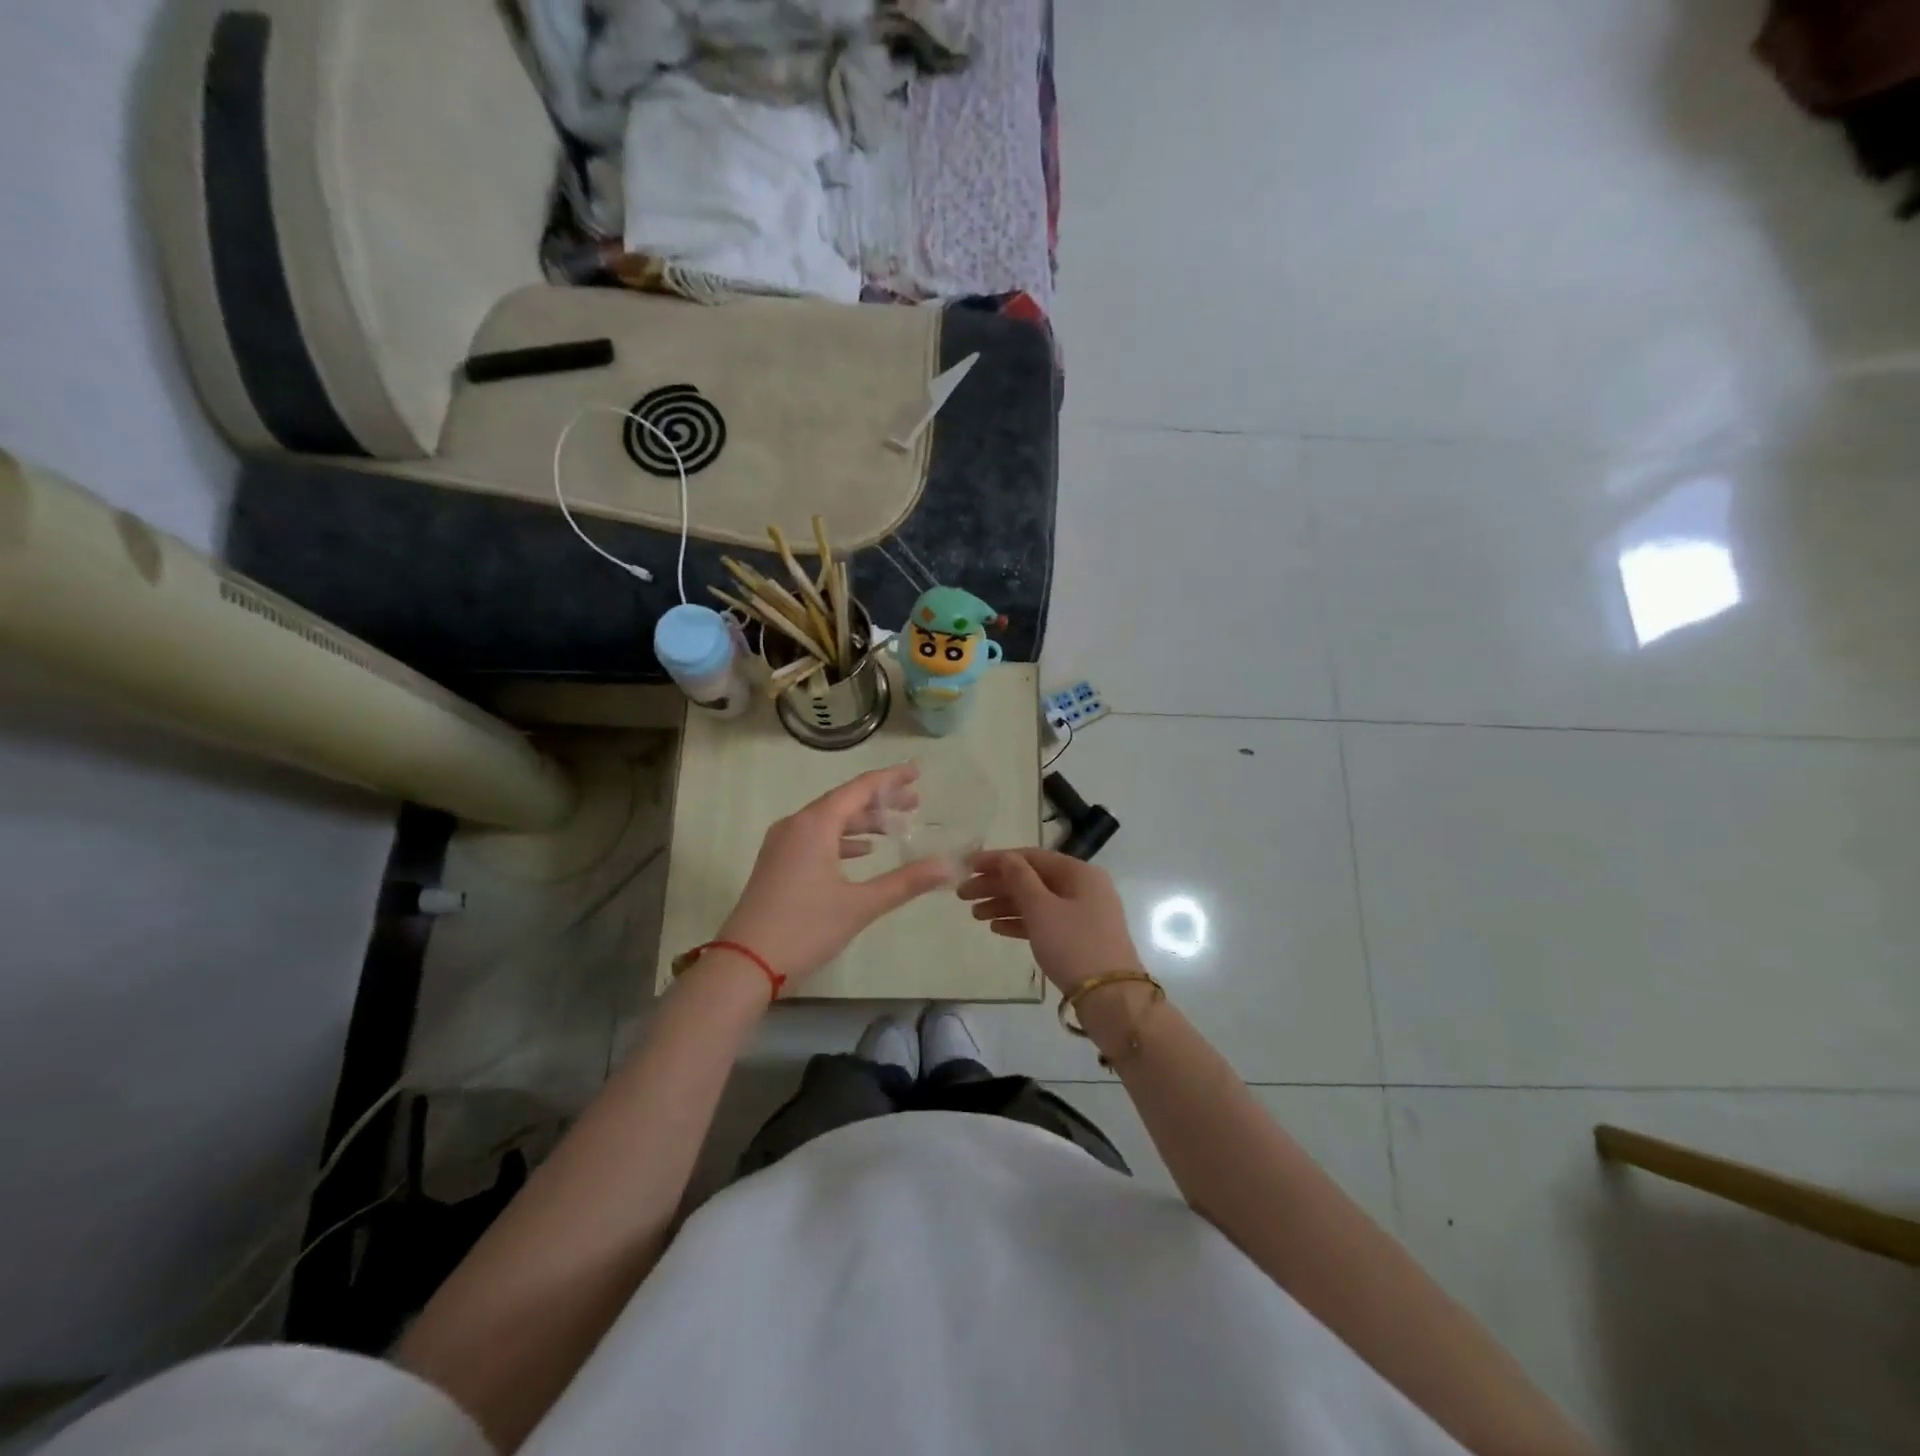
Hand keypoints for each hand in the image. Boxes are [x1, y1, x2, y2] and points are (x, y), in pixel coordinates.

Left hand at [717, 765, 951, 987]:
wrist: (745, 963)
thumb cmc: (805, 927)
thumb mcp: (861, 904)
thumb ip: (906, 882)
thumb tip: (948, 866)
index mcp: (815, 824)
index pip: (860, 788)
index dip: (890, 778)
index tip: (916, 772)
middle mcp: (796, 824)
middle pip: (844, 801)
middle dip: (881, 801)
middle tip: (915, 804)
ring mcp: (782, 843)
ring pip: (829, 820)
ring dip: (862, 822)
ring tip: (895, 828)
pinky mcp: (777, 862)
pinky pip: (815, 837)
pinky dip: (842, 840)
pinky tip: (863, 852)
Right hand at [957, 849, 1142, 993]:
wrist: (1112, 999)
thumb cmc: (1074, 945)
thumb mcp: (1042, 909)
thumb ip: (1020, 879)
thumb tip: (1005, 856)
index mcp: (1078, 872)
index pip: (1030, 857)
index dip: (997, 860)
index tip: (967, 867)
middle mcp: (1083, 887)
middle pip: (1032, 879)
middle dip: (997, 885)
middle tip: (963, 895)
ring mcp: (1082, 914)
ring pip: (1036, 901)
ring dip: (1004, 904)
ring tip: (975, 915)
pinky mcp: (1079, 938)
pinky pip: (1044, 921)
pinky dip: (1020, 922)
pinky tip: (996, 928)